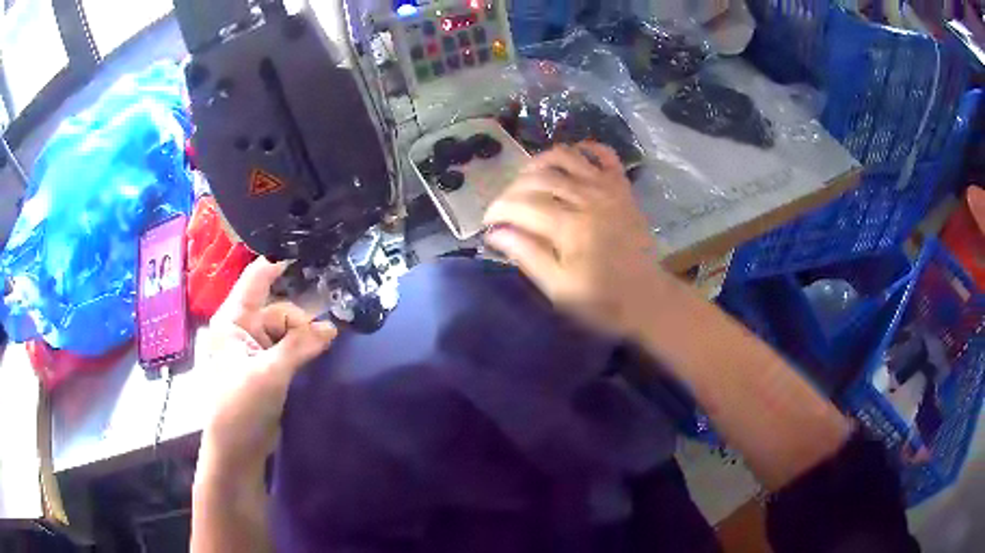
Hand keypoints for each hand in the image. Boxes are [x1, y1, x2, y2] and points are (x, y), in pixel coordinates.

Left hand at [201, 257, 336, 472]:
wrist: (236, 449)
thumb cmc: (241, 406)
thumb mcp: (269, 374)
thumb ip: (299, 347)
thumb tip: (332, 328)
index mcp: (232, 320)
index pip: (256, 279)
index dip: (279, 265)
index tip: (311, 260)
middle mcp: (241, 328)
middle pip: (277, 309)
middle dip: (301, 320)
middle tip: (324, 338)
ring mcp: (253, 349)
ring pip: (285, 330)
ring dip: (304, 338)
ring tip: (323, 349)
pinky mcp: (264, 367)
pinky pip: (287, 348)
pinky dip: (302, 350)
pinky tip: (317, 354)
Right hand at [483, 143, 673, 337]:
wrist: (646, 296)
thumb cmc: (601, 300)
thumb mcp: (558, 288)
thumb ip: (527, 256)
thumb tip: (494, 233)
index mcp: (569, 226)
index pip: (520, 205)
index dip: (497, 210)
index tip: (487, 223)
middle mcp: (587, 198)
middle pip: (538, 178)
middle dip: (512, 189)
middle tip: (504, 206)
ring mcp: (607, 189)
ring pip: (566, 157)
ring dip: (541, 161)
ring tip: (528, 177)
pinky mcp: (622, 187)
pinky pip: (605, 155)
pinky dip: (586, 149)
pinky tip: (571, 156)